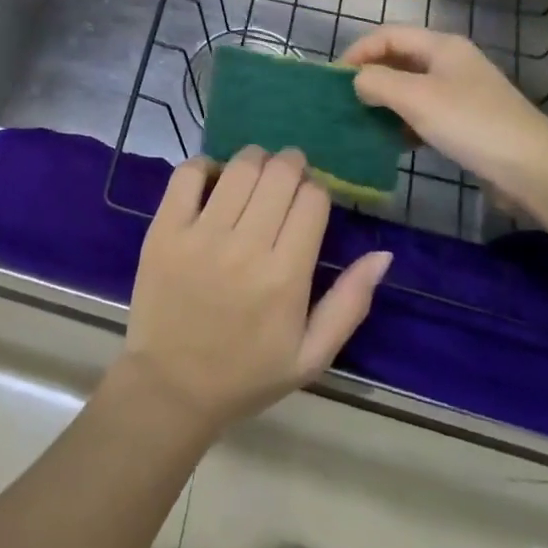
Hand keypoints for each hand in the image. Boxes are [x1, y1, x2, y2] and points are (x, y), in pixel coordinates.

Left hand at [118, 148, 391, 441]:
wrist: (171, 387)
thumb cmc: (247, 374)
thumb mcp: (311, 356)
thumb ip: (350, 303)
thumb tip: (383, 254)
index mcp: (286, 278)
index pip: (313, 200)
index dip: (317, 190)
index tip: (310, 199)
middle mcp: (245, 248)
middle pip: (279, 174)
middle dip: (291, 164)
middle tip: (288, 172)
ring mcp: (200, 235)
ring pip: (239, 168)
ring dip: (255, 159)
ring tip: (256, 170)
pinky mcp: (164, 230)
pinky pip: (187, 175)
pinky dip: (205, 165)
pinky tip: (213, 178)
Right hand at [341, 26, 547, 215]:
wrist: (535, 169)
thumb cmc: (471, 124)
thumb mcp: (416, 99)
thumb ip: (377, 83)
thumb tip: (357, 81)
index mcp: (442, 46)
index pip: (388, 35)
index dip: (358, 51)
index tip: (335, 79)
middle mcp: (452, 62)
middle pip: (400, 59)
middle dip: (371, 77)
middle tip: (345, 101)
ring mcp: (462, 92)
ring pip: (412, 88)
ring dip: (386, 102)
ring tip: (364, 123)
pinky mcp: (469, 121)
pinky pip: (426, 112)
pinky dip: (406, 122)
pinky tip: (396, 142)